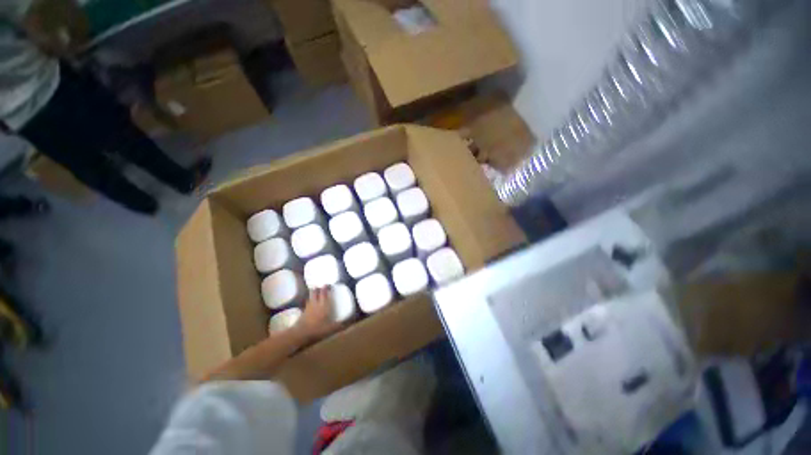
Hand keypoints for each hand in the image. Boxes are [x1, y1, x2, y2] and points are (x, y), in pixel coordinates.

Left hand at [296, 286, 340, 341]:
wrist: (300, 334)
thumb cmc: (317, 330)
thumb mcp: (330, 329)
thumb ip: (339, 325)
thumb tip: (347, 322)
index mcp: (324, 305)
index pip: (324, 293)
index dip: (326, 287)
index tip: (329, 285)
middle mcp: (316, 304)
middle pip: (315, 292)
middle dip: (318, 288)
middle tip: (322, 287)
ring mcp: (308, 307)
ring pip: (311, 296)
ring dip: (313, 293)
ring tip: (316, 292)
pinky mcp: (303, 311)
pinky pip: (307, 302)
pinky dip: (310, 300)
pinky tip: (311, 303)